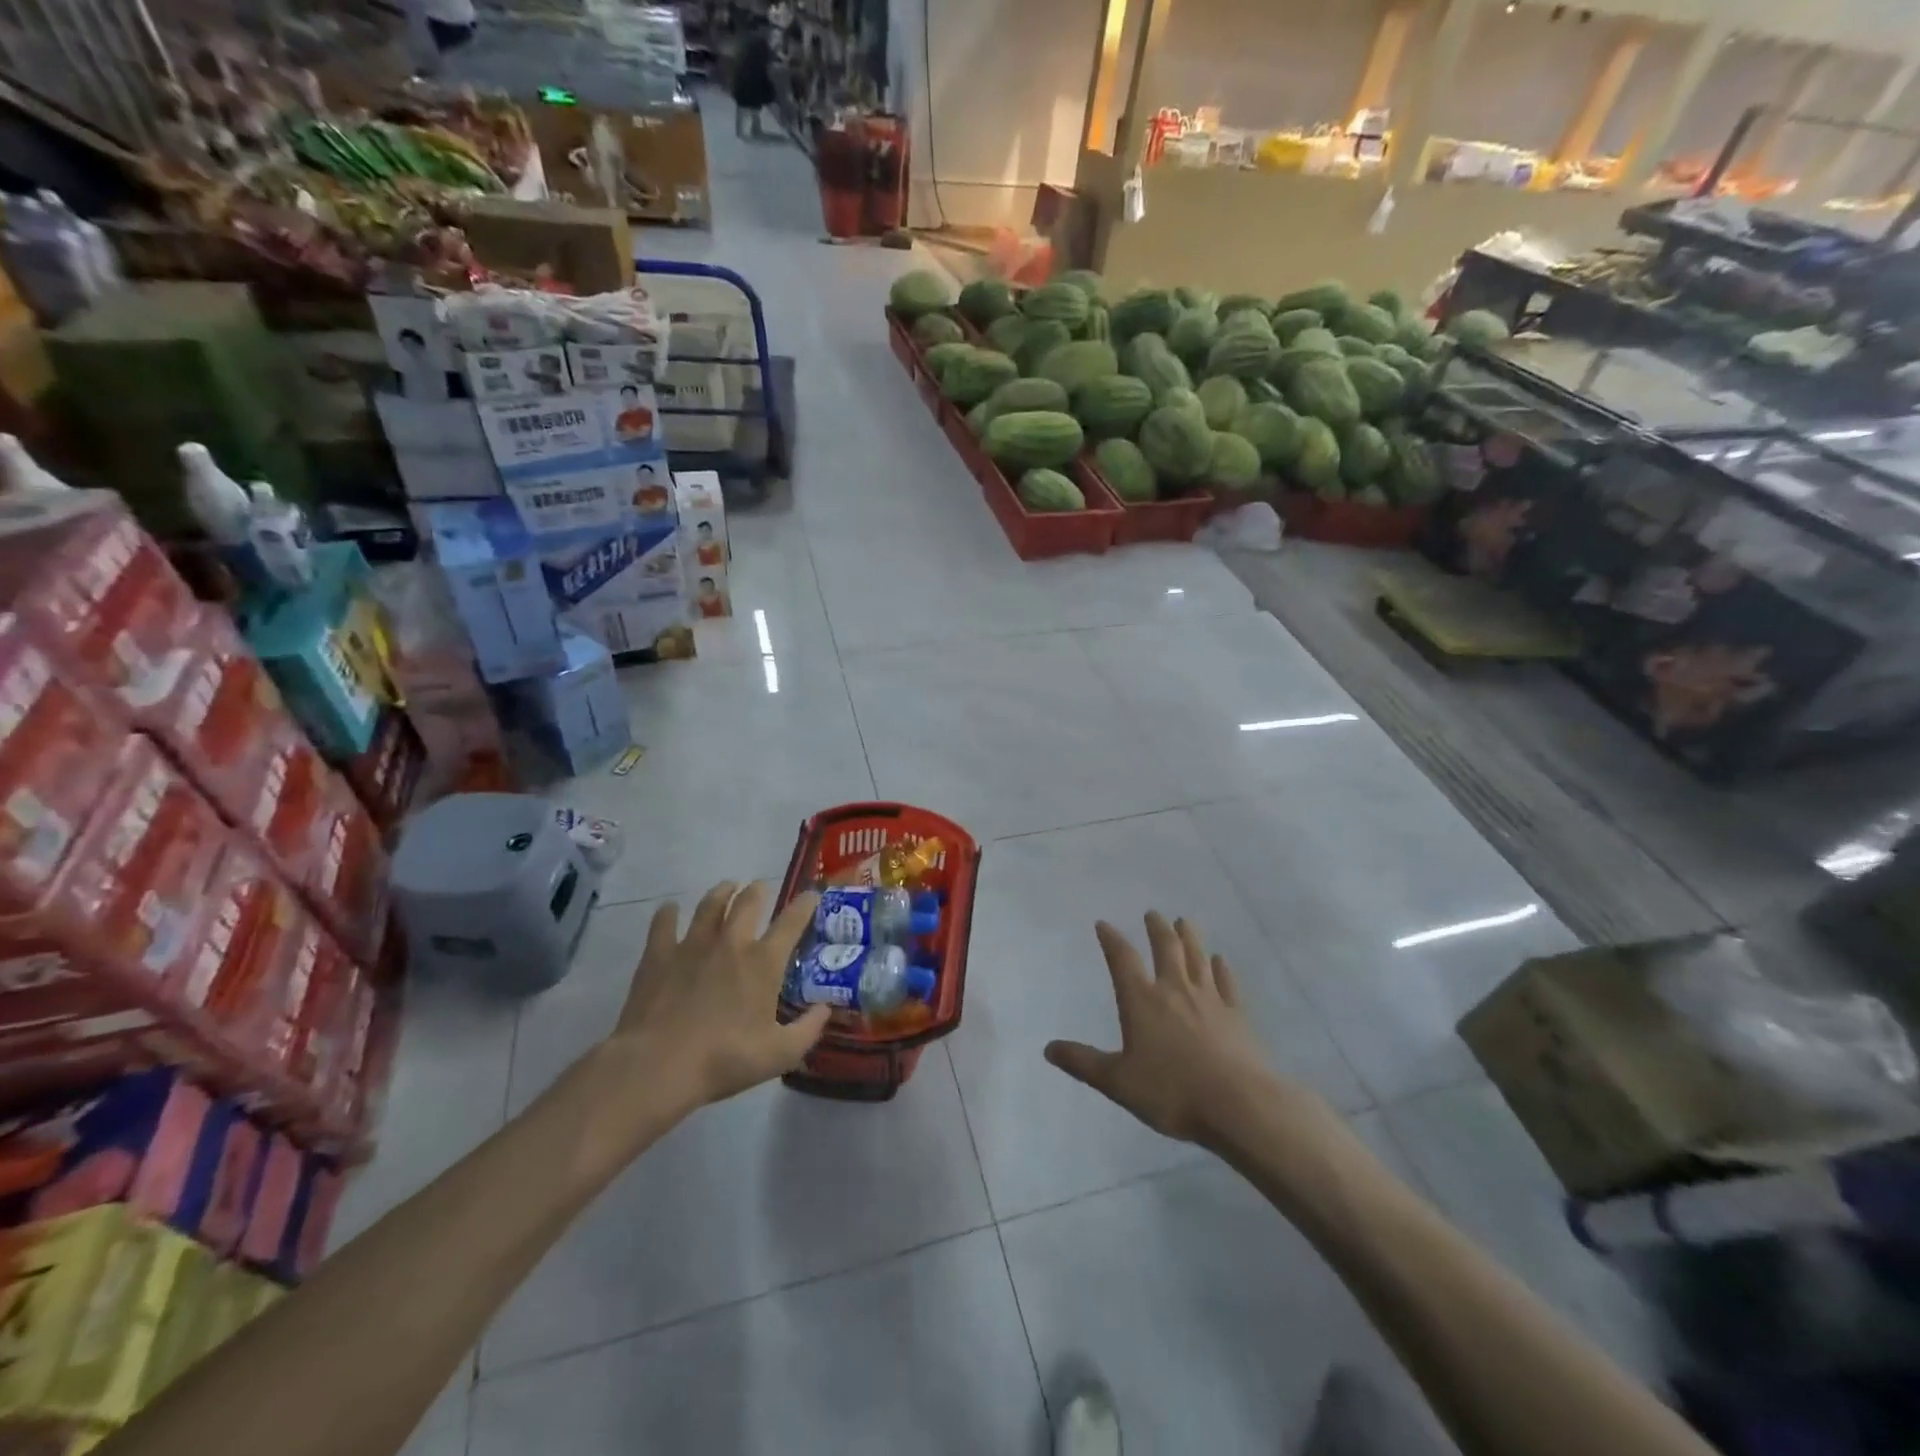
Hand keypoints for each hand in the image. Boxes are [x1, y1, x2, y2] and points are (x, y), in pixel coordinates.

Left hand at [600, 881, 828, 1127]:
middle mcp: (731, 942)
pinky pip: (664, 922)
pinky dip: (668, 912)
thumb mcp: (779, 1054)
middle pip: (748, 902)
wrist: (658, 1065)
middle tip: (761, 888)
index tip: (812, 895)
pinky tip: (670, 908)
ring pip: (710, 905)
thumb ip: (808, 1029)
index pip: (792, 921)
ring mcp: (692, 944)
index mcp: (763, 962)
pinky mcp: (659, 954)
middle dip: (759, 890)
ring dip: (721, 892)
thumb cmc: (724, 1059)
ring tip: (727, 887)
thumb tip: (826, 1009)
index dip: (805, 904)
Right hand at [1045, 913, 1300, 1149]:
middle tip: (1152, 913)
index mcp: (1142, 1000)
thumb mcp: (1117, 1082)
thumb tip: (1049, 1048)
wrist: (1238, 1105)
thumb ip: (1083, 1063)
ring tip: (1184, 921)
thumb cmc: (1171, 1092)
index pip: (1122, 960)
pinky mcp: (1237, 1015)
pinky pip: (1227, 983)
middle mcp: (1174, 990)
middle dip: (1157, 929)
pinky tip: (1221, 961)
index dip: (1111, 939)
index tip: (1103, 924)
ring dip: (1189, 937)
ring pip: (1197, 958)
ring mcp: (1209, 999)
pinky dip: (1222, 969)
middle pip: (1166, 949)